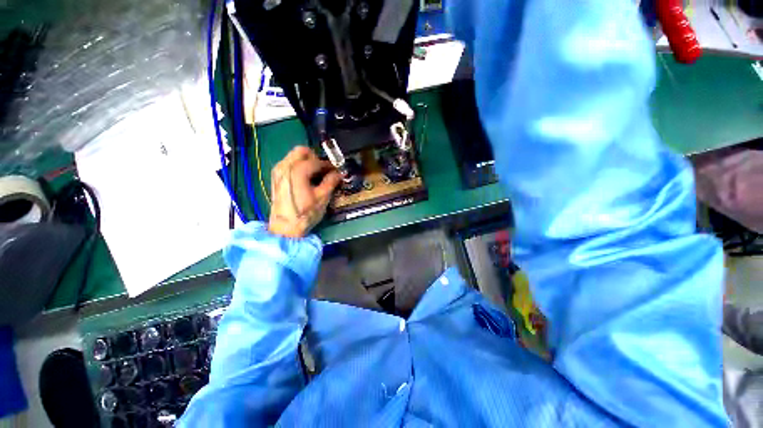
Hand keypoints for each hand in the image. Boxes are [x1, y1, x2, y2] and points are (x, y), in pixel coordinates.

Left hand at [268, 146, 341, 237]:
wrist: (285, 228)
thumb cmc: (305, 213)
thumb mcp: (322, 197)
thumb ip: (331, 182)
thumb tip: (338, 173)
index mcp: (297, 170)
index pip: (316, 161)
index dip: (328, 165)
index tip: (336, 170)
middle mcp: (285, 166)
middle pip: (302, 151)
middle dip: (315, 158)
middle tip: (324, 170)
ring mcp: (278, 171)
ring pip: (294, 156)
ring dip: (306, 161)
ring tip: (316, 174)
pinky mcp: (276, 177)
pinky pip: (288, 163)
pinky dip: (298, 166)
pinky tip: (305, 178)